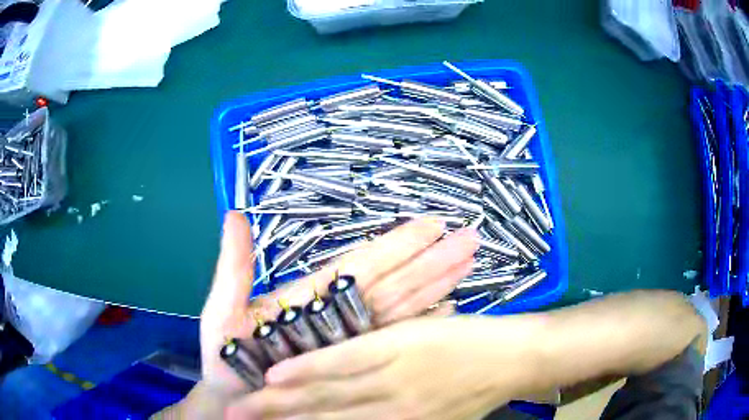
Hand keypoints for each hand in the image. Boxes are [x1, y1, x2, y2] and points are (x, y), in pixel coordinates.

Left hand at [182, 212, 477, 416]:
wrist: (237, 410)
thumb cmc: (226, 364)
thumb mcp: (224, 316)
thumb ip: (234, 272)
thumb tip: (234, 217)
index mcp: (312, 302)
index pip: (364, 268)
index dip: (398, 247)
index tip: (430, 226)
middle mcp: (341, 321)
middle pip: (394, 286)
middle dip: (432, 262)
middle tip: (468, 240)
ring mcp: (357, 348)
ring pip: (407, 311)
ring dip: (438, 286)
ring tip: (469, 264)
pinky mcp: (366, 372)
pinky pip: (402, 346)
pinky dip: (429, 325)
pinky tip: (450, 310)